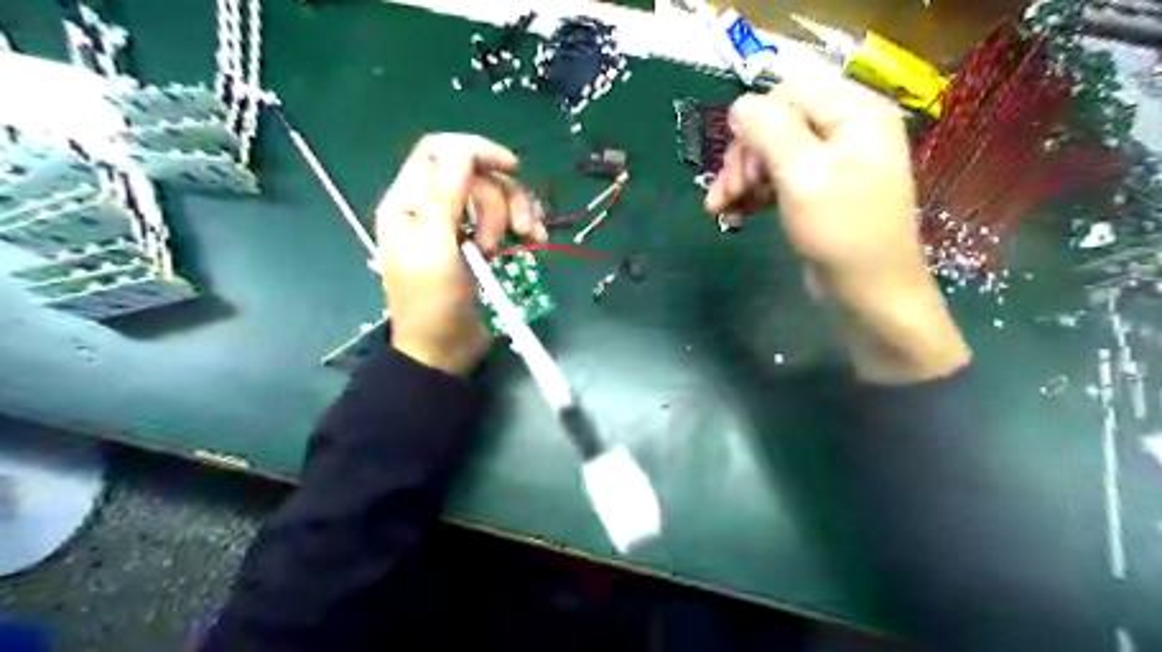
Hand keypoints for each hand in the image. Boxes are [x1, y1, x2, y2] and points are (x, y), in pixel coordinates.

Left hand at [377, 132, 550, 376]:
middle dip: (498, 201)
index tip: (510, 167)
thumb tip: (461, 149)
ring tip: (524, 241)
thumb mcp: (435, 248)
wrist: (444, 350)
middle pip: (475, 176)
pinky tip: (535, 240)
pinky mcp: (481, 244)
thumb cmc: (432, 303)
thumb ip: (445, 196)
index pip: (440, 151)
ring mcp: (459, 226)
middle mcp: (433, 207)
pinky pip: (507, 219)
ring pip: (496, 195)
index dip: (475, 151)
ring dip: (516, 213)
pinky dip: (525, 225)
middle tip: (498, 241)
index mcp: (409, 202)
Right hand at [708, 81, 971, 384]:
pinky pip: (778, 178)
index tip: (736, 166)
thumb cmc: (842, 232)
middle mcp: (845, 130)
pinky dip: (754, 192)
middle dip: (744, 157)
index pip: (787, 93)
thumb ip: (771, 131)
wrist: (869, 293)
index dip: (754, 125)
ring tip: (721, 208)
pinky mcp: (819, 191)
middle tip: (725, 194)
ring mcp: (833, 162)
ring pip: (771, 152)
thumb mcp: (804, 175)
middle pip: (776, 123)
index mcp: (854, 113)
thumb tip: (738, 105)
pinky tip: (735, 212)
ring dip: (742, 177)